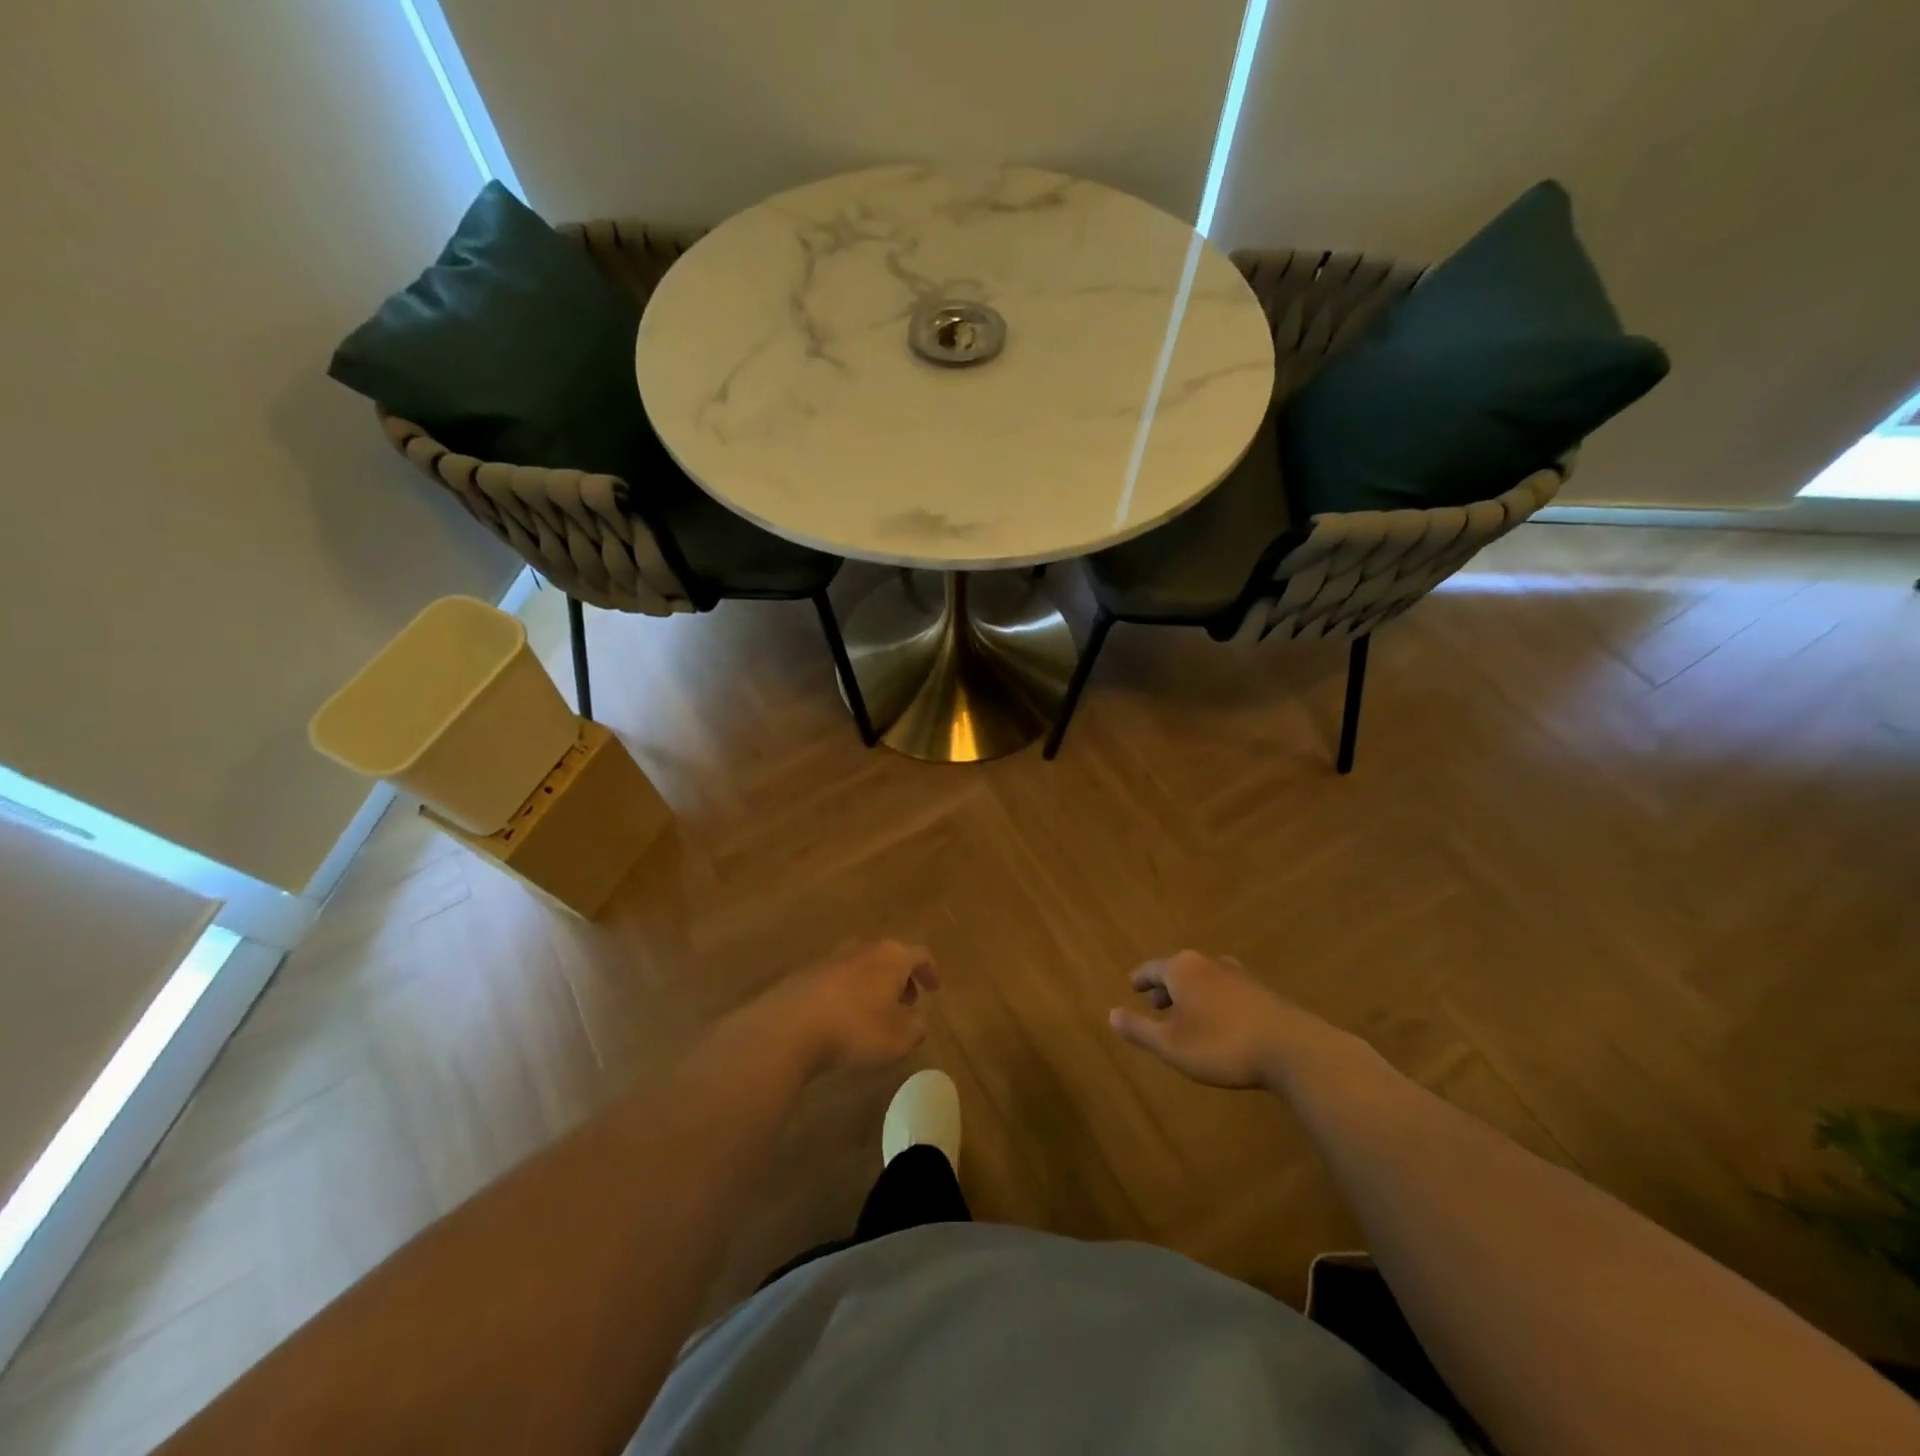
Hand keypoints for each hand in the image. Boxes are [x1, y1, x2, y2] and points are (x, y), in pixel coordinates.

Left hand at [746, 940, 939, 1078]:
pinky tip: (843, 1018)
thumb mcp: (900, 1038)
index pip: (919, 955)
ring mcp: (831, 958)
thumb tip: (916, 1017)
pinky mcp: (806, 973)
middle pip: (890, 956)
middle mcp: (863, 948)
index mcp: (892, 956)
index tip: (934, 988)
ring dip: (873, 985)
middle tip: (906, 1002)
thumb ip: (916, 1026)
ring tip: (874, 1013)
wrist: (789, 1027)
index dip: (929, 972)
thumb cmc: (856, 1029)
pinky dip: (848, 993)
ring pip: (862, 966)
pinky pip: (837, 979)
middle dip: (901, 978)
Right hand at [1108, 951, 1322, 1089]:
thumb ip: (1139, 1029)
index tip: (1133, 987)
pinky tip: (1220, 1021)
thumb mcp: (1171, 1045)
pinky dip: (1214, 1000)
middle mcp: (1208, 963)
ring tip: (1187, 1015)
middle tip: (1156, 1005)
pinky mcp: (1262, 991)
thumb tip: (1110, 1014)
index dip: (1141, 979)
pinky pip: (1226, 989)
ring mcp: (1239, 974)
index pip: (1152, 968)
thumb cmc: (1221, 1045)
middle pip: (1179, 970)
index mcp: (1182, 969)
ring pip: (1205, 978)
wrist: (1291, 1049)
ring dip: (1192, 994)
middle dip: (1166, 987)